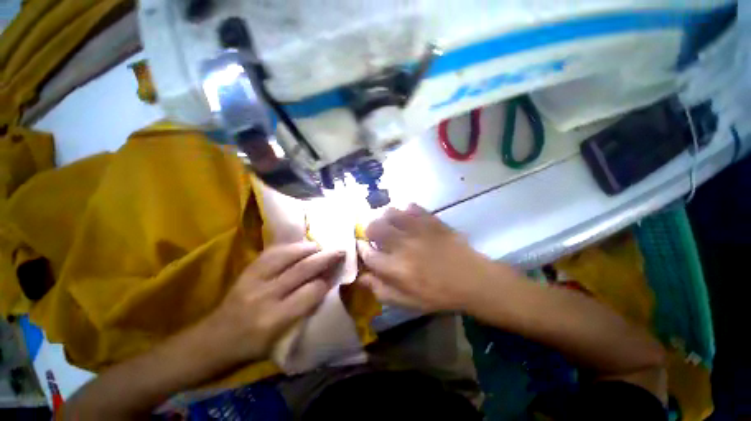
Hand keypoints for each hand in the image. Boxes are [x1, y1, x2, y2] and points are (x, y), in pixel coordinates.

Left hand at [200, 242, 343, 364]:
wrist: (212, 342)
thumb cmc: (251, 348)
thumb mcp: (281, 341)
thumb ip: (304, 313)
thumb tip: (324, 288)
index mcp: (274, 320)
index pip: (311, 292)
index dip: (327, 281)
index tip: (337, 273)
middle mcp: (265, 297)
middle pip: (302, 270)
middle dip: (325, 258)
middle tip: (340, 251)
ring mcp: (253, 280)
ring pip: (287, 256)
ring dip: (308, 248)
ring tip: (321, 246)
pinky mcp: (246, 272)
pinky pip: (271, 253)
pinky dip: (289, 247)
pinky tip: (299, 246)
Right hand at [358, 204, 519, 311]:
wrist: (472, 280)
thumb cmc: (438, 294)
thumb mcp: (407, 302)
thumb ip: (381, 290)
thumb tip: (361, 277)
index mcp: (394, 268)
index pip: (367, 253)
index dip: (361, 249)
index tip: (362, 247)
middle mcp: (402, 245)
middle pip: (374, 227)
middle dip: (369, 229)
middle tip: (374, 234)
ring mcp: (417, 229)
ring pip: (390, 212)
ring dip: (384, 217)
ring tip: (389, 223)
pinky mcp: (431, 220)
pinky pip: (411, 207)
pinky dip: (405, 210)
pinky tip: (407, 217)